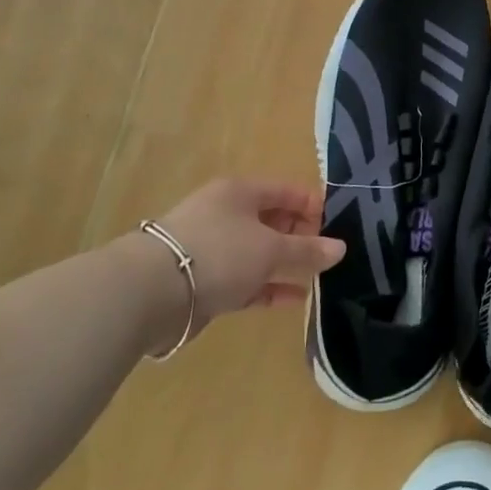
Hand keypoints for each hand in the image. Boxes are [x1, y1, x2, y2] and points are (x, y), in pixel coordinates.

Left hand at [123, 178, 344, 352]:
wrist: (150, 293)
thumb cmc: (218, 253)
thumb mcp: (271, 249)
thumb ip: (307, 250)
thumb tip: (340, 248)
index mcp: (240, 192)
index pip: (286, 191)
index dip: (313, 205)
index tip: (338, 225)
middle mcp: (225, 214)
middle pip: (272, 220)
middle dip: (300, 236)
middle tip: (327, 254)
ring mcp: (212, 248)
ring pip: (258, 252)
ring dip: (285, 264)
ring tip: (317, 277)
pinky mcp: (204, 281)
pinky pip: (246, 280)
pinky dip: (269, 287)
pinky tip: (295, 299)